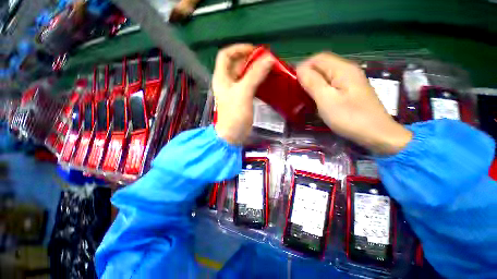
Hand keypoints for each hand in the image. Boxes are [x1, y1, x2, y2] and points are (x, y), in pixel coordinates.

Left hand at [212, 44, 273, 144]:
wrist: (233, 134)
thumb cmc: (234, 114)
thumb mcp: (243, 92)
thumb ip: (255, 75)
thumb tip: (269, 59)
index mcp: (222, 77)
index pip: (226, 55)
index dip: (239, 49)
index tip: (255, 50)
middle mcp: (227, 82)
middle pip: (237, 64)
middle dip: (250, 60)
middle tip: (266, 60)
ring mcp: (235, 91)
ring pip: (244, 75)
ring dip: (255, 70)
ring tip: (269, 68)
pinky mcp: (242, 98)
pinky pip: (250, 85)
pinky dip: (257, 81)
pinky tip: (266, 81)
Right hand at [296, 52, 411, 153]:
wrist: (376, 134)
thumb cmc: (349, 117)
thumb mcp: (326, 100)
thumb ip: (313, 83)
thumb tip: (300, 69)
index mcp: (342, 69)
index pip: (318, 58)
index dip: (303, 67)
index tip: (293, 82)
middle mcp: (348, 71)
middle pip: (323, 66)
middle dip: (308, 75)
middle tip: (297, 90)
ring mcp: (351, 81)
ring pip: (327, 76)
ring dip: (313, 83)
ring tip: (304, 95)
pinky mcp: (351, 92)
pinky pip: (332, 85)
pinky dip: (321, 89)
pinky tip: (317, 99)